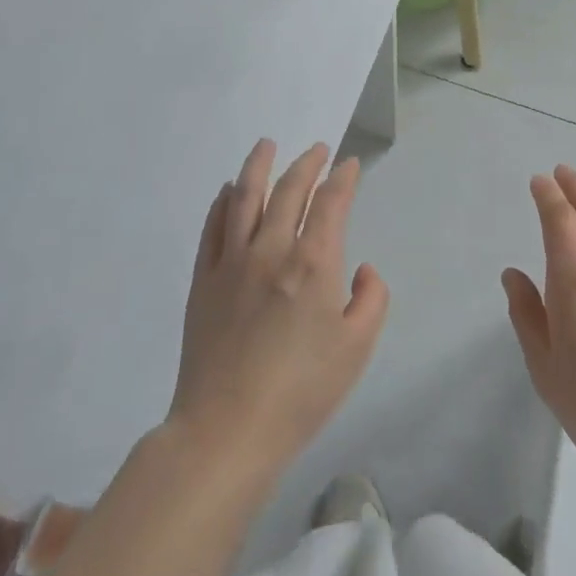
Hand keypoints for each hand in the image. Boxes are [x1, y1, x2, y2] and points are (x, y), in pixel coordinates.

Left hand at [170, 140, 388, 478]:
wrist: (227, 430)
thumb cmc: (302, 391)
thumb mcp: (358, 348)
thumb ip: (371, 299)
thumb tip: (362, 269)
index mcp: (313, 263)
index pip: (331, 203)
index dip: (342, 179)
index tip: (349, 165)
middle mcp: (271, 249)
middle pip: (289, 191)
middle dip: (306, 164)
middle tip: (317, 149)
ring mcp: (231, 262)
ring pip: (245, 197)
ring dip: (258, 166)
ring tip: (266, 144)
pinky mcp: (203, 281)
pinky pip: (213, 228)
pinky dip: (223, 202)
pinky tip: (229, 190)